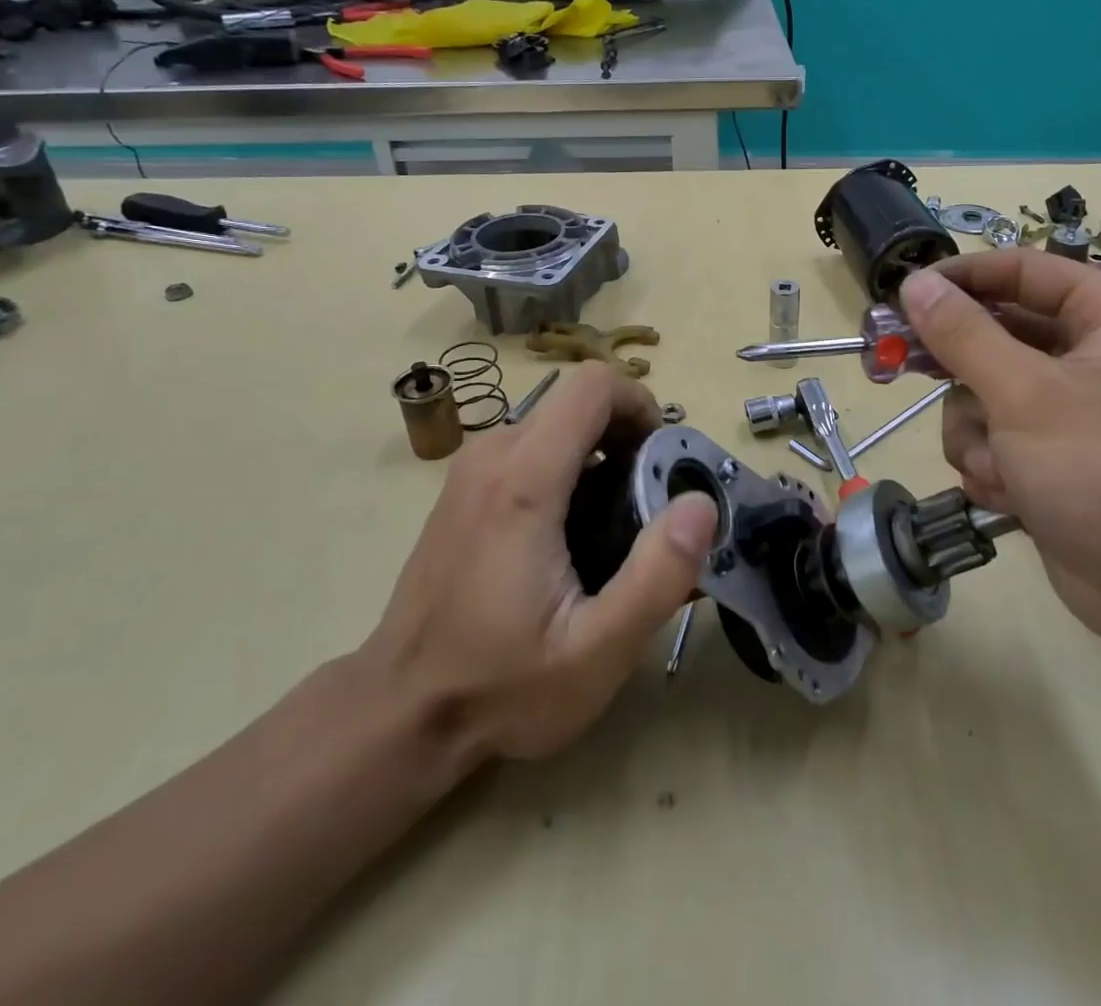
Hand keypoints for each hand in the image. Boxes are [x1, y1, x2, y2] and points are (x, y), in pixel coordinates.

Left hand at [361, 362, 716, 766]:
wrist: (399, 714)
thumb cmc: (499, 686)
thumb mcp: (597, 650)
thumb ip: (658, 575)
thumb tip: (701, 504)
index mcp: (524, 479)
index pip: (593, 386)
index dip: (640, 404)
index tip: (662, 460)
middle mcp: (492, 456)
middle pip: (577, 401)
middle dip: (627, 434)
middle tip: (649, 501)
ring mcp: (470, 470)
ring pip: (555, 423)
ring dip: (600, 451)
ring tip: (618, 520)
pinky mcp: (463, 489)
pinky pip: (530, 447)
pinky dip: (569, 464)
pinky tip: (574, 531)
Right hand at [899, 253, 1100, 647]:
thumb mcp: (1025, 394)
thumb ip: (963, 334)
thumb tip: (914, 283)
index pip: (1022, 270)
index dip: (960, 278)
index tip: (903, 293)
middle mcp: (1094, 354)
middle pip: (996, 333)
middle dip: (960, 370)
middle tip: (899, 364)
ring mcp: (1073, 409)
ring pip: (984, 392)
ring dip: (976, 432)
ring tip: (998, 466)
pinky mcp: (1054, 457)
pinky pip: (995, 437)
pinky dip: (992, 464)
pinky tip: (1010, 496)